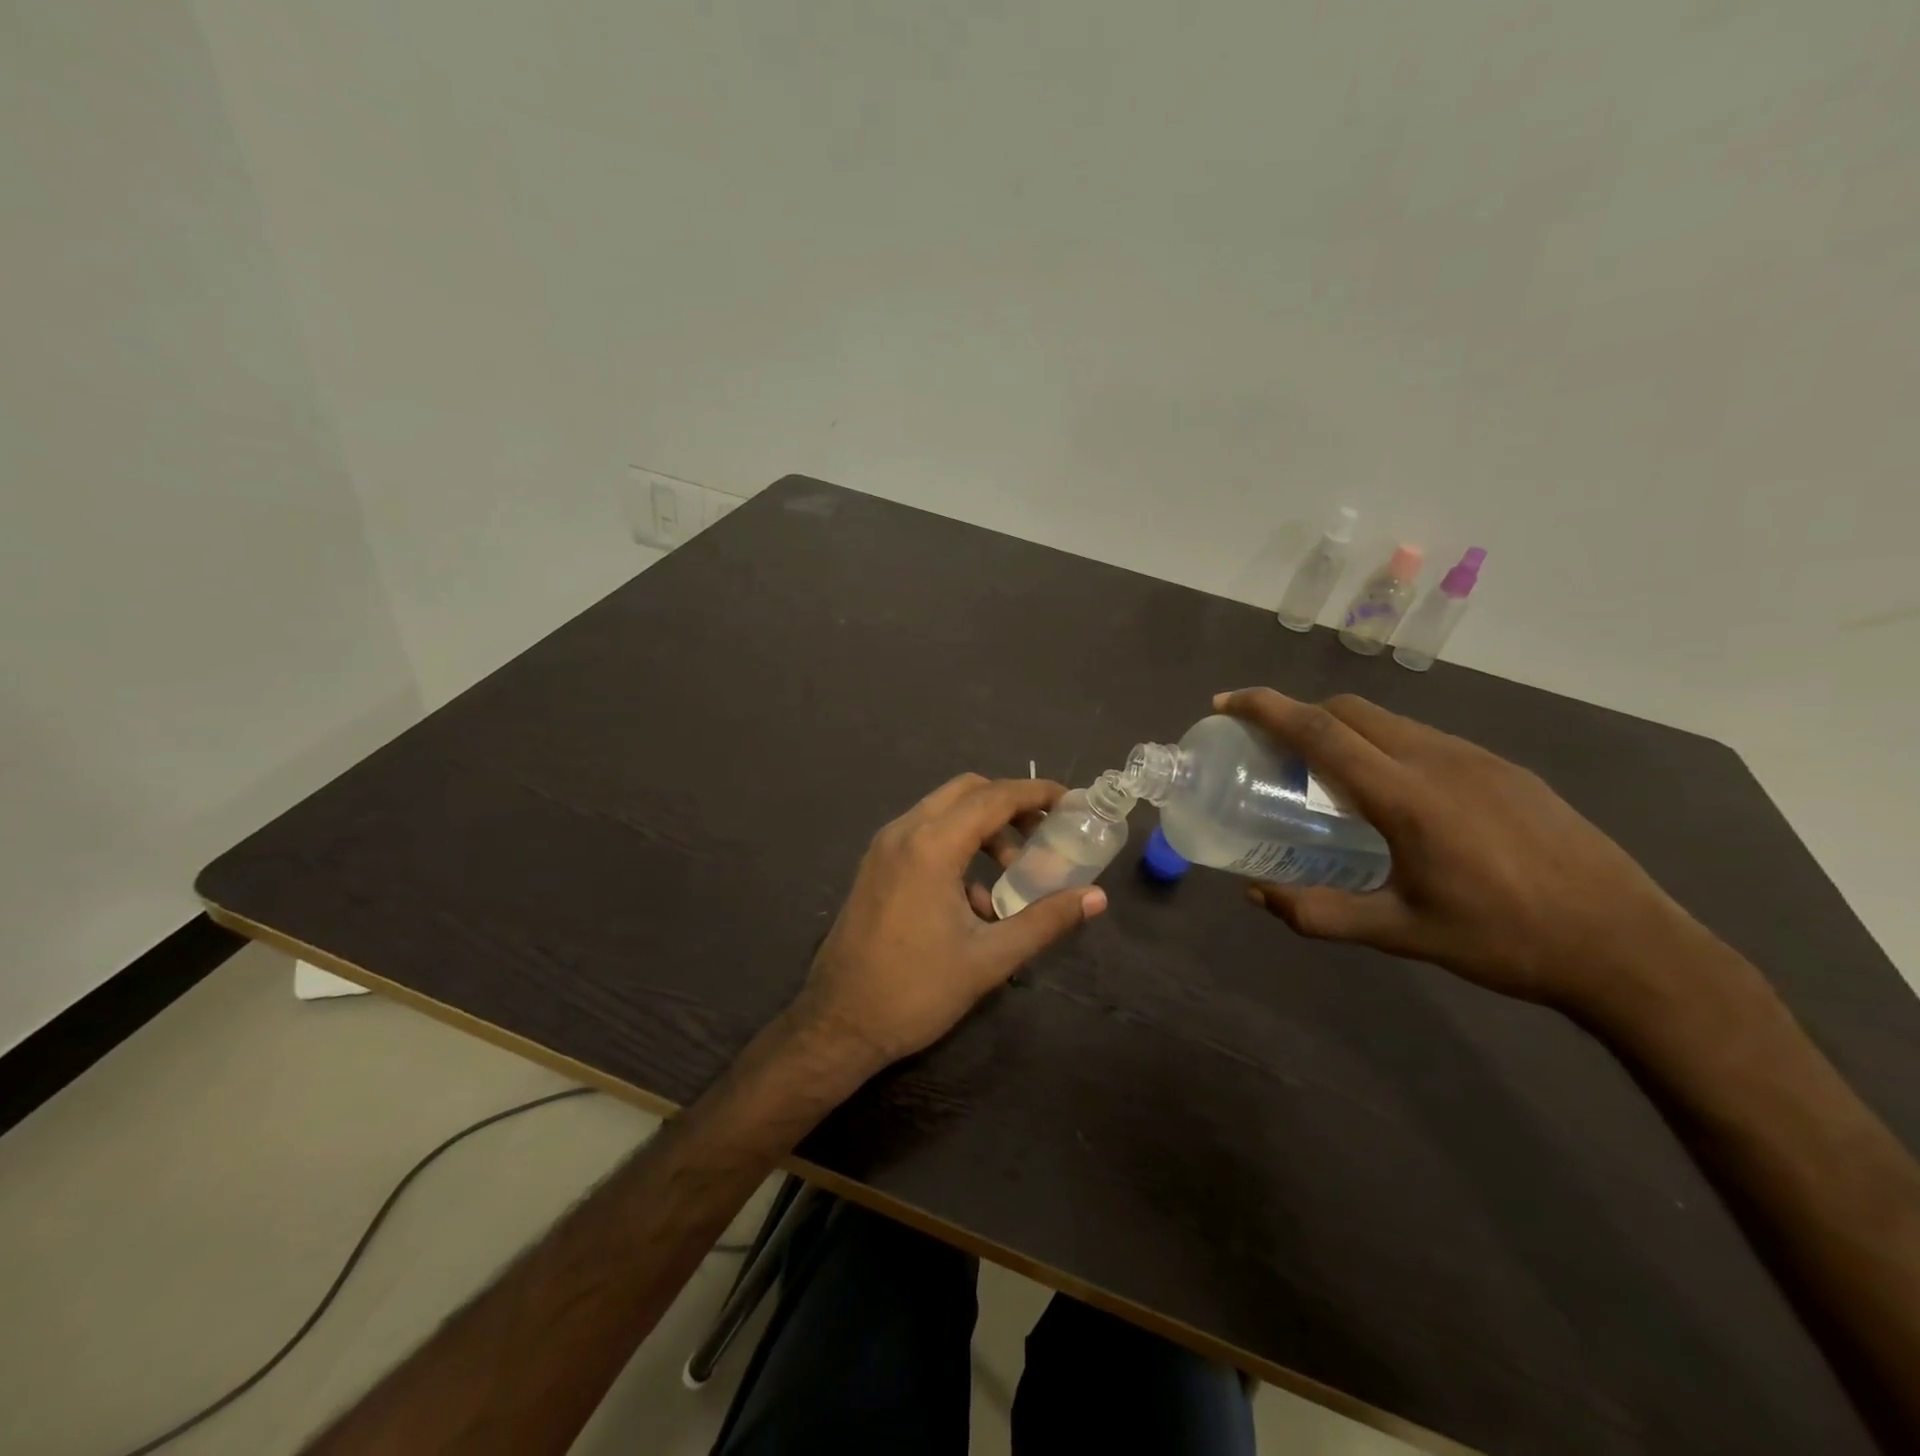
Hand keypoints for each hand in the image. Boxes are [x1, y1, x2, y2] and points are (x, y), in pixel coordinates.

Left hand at [792, 773, 1108, 1070]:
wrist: (838, 1024)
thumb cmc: (916, 991)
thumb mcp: (990, 958)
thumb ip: (1045, 921)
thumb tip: (1096, 898)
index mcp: (930, 846)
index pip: (993, 797)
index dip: (1036, 793)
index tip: (1069, 802)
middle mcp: (903, 832)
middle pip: (966, 791)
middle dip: (1010, 804)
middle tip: (1043, 833)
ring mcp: (883, 847)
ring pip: (942, 811)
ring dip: (982, 827)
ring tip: (1012, 870)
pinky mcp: (875, 865)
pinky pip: (923, 834)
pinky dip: (956, 844)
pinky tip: (972, 897)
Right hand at [1216, 688, 1717, 1018]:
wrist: (1630, 946)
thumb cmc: (1506, 941)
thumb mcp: (1402, 934)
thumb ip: (1320, 913)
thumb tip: (1255, 895)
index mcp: (1406, 796)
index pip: (1320, 731)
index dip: (1265, 708)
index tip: (1226, 703)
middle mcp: (1438, 760)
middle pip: (1350, 710)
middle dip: (1298, 712)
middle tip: (1268, 745)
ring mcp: (1478, 759)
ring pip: (1389, 721)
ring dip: (1342, 728)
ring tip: (1326, 772)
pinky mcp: (1506, 769)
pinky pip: (1424, 738)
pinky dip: (1383, 744)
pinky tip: (1392, 792)